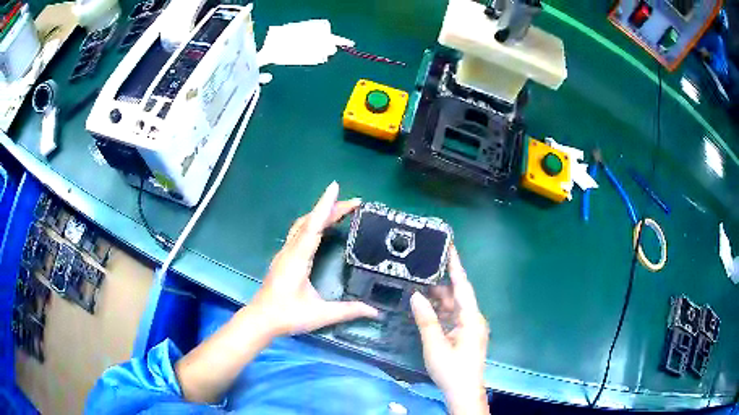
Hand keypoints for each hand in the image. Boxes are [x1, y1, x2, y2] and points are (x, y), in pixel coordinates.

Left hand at [252, 181, 378, 336]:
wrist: (261, 320)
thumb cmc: (288, 315)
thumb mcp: (320, 314)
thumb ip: (348, 311)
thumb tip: (375, 311)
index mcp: (298, 258)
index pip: (313, 226)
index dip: (325, 206)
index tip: (335, 187)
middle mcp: (290, 250)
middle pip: (309, 221)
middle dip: (330, 207)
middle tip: (353, 203)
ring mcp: (285, 253)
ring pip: (302, 225)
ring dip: (320, 214)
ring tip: (340, 210)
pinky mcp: (284, 258)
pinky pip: (299, 232)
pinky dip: (313, 223)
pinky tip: (321, 228)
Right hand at [411, 246, 489, 414]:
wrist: (463, 392)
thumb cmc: (452, 369)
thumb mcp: (435, 345)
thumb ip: (426, 319)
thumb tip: (416, 295)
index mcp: (471, 318)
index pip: (463, 286)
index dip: (456, 266)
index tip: (450, 247)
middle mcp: (473, 319)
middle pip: (458, 295)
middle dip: (441, 283)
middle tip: (422, 269)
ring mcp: (470, 328)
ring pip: (454, 307)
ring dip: (438, 299)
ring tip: (419, 286)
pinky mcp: (465, 336)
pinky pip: (452, 318)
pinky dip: (440, 312)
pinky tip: (426, 309)